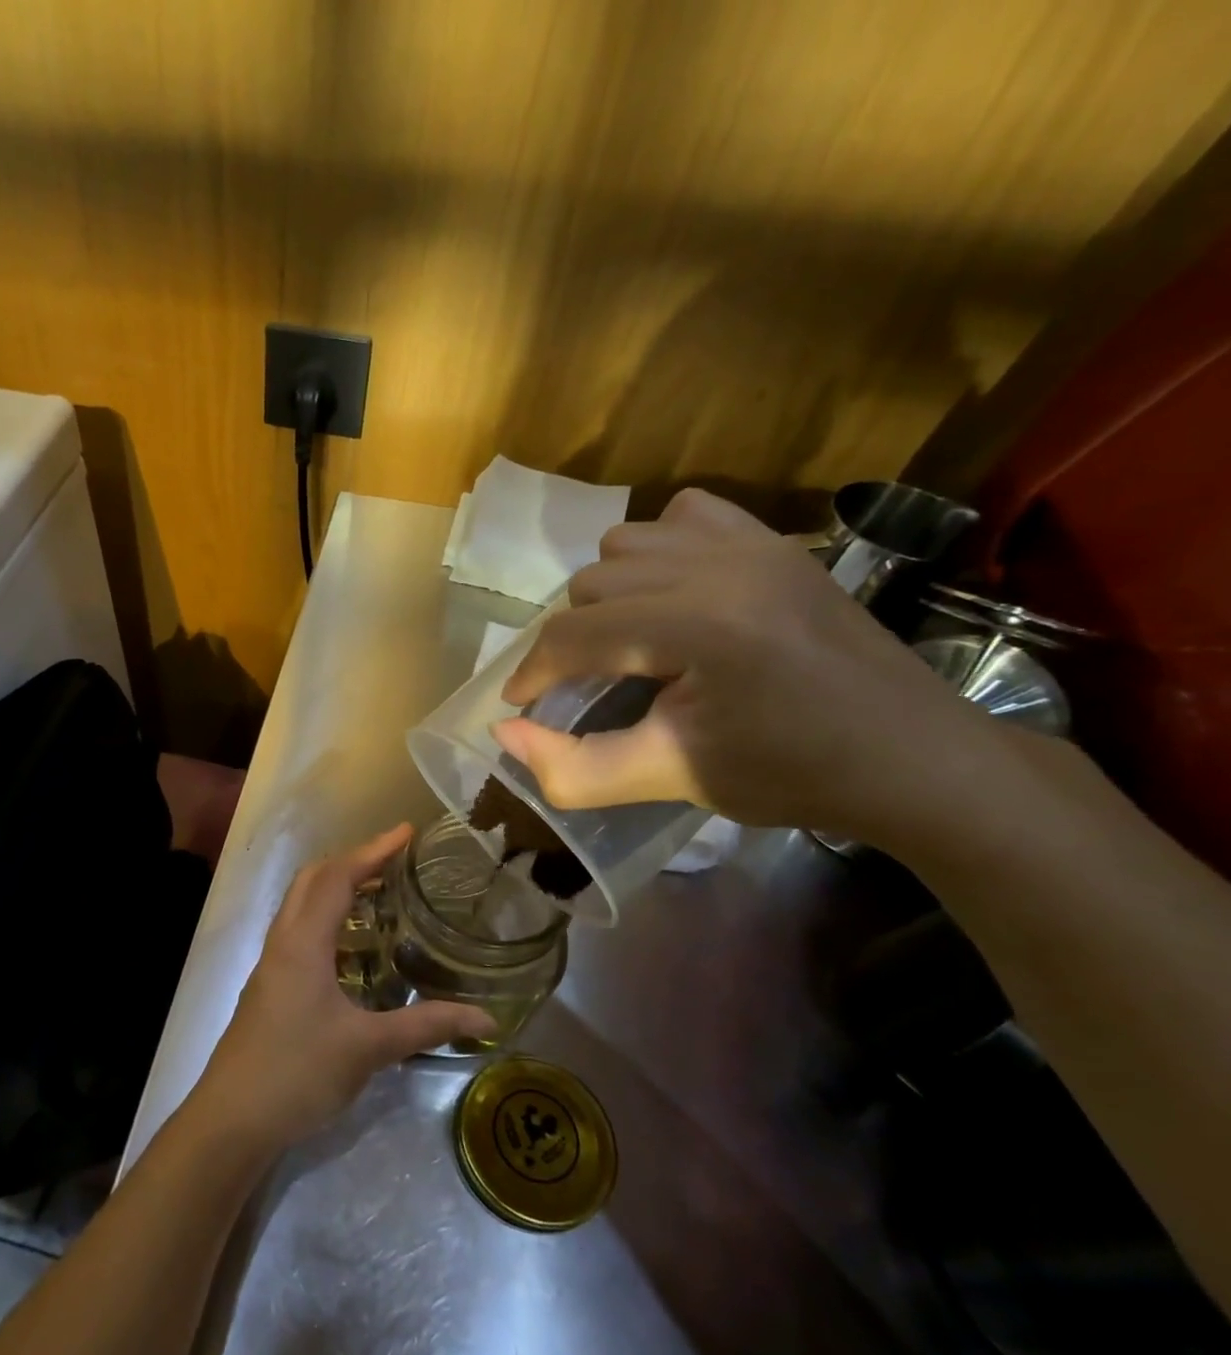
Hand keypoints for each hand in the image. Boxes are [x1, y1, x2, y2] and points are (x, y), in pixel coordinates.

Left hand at [190, 825, 496, 1151]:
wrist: (233, 1117)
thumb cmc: (298, 1072)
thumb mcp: (369, 1048)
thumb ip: (427, 1026)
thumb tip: (487, 1019)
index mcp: (303, 942)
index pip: (338, 877)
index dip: (373, 850)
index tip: (407, 832)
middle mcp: (283, 941)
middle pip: (313, 880)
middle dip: (353, 861)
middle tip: (395, 861)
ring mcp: (271, 963)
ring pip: (301, 905)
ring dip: (336, 888)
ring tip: (380, 894)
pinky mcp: (270, 985)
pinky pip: (299, 931)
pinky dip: (327, 919)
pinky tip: (353, 948)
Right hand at [490, 488, 999, 841]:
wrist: (912, 757)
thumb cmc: (791, 775)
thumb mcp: (670, 779)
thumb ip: (574, 767)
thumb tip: (503, 732)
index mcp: (701, 628)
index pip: (576, 634)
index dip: (532, 674)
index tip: (521, 707)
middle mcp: (722, 566)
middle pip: (591, 584)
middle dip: (572, 640)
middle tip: (585, 688)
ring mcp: (754, 544)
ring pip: (625, 543)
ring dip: (608, 594)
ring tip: (627, 643)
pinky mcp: (776, 541)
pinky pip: (683, 514)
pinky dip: (657, 551)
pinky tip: (672, 596)